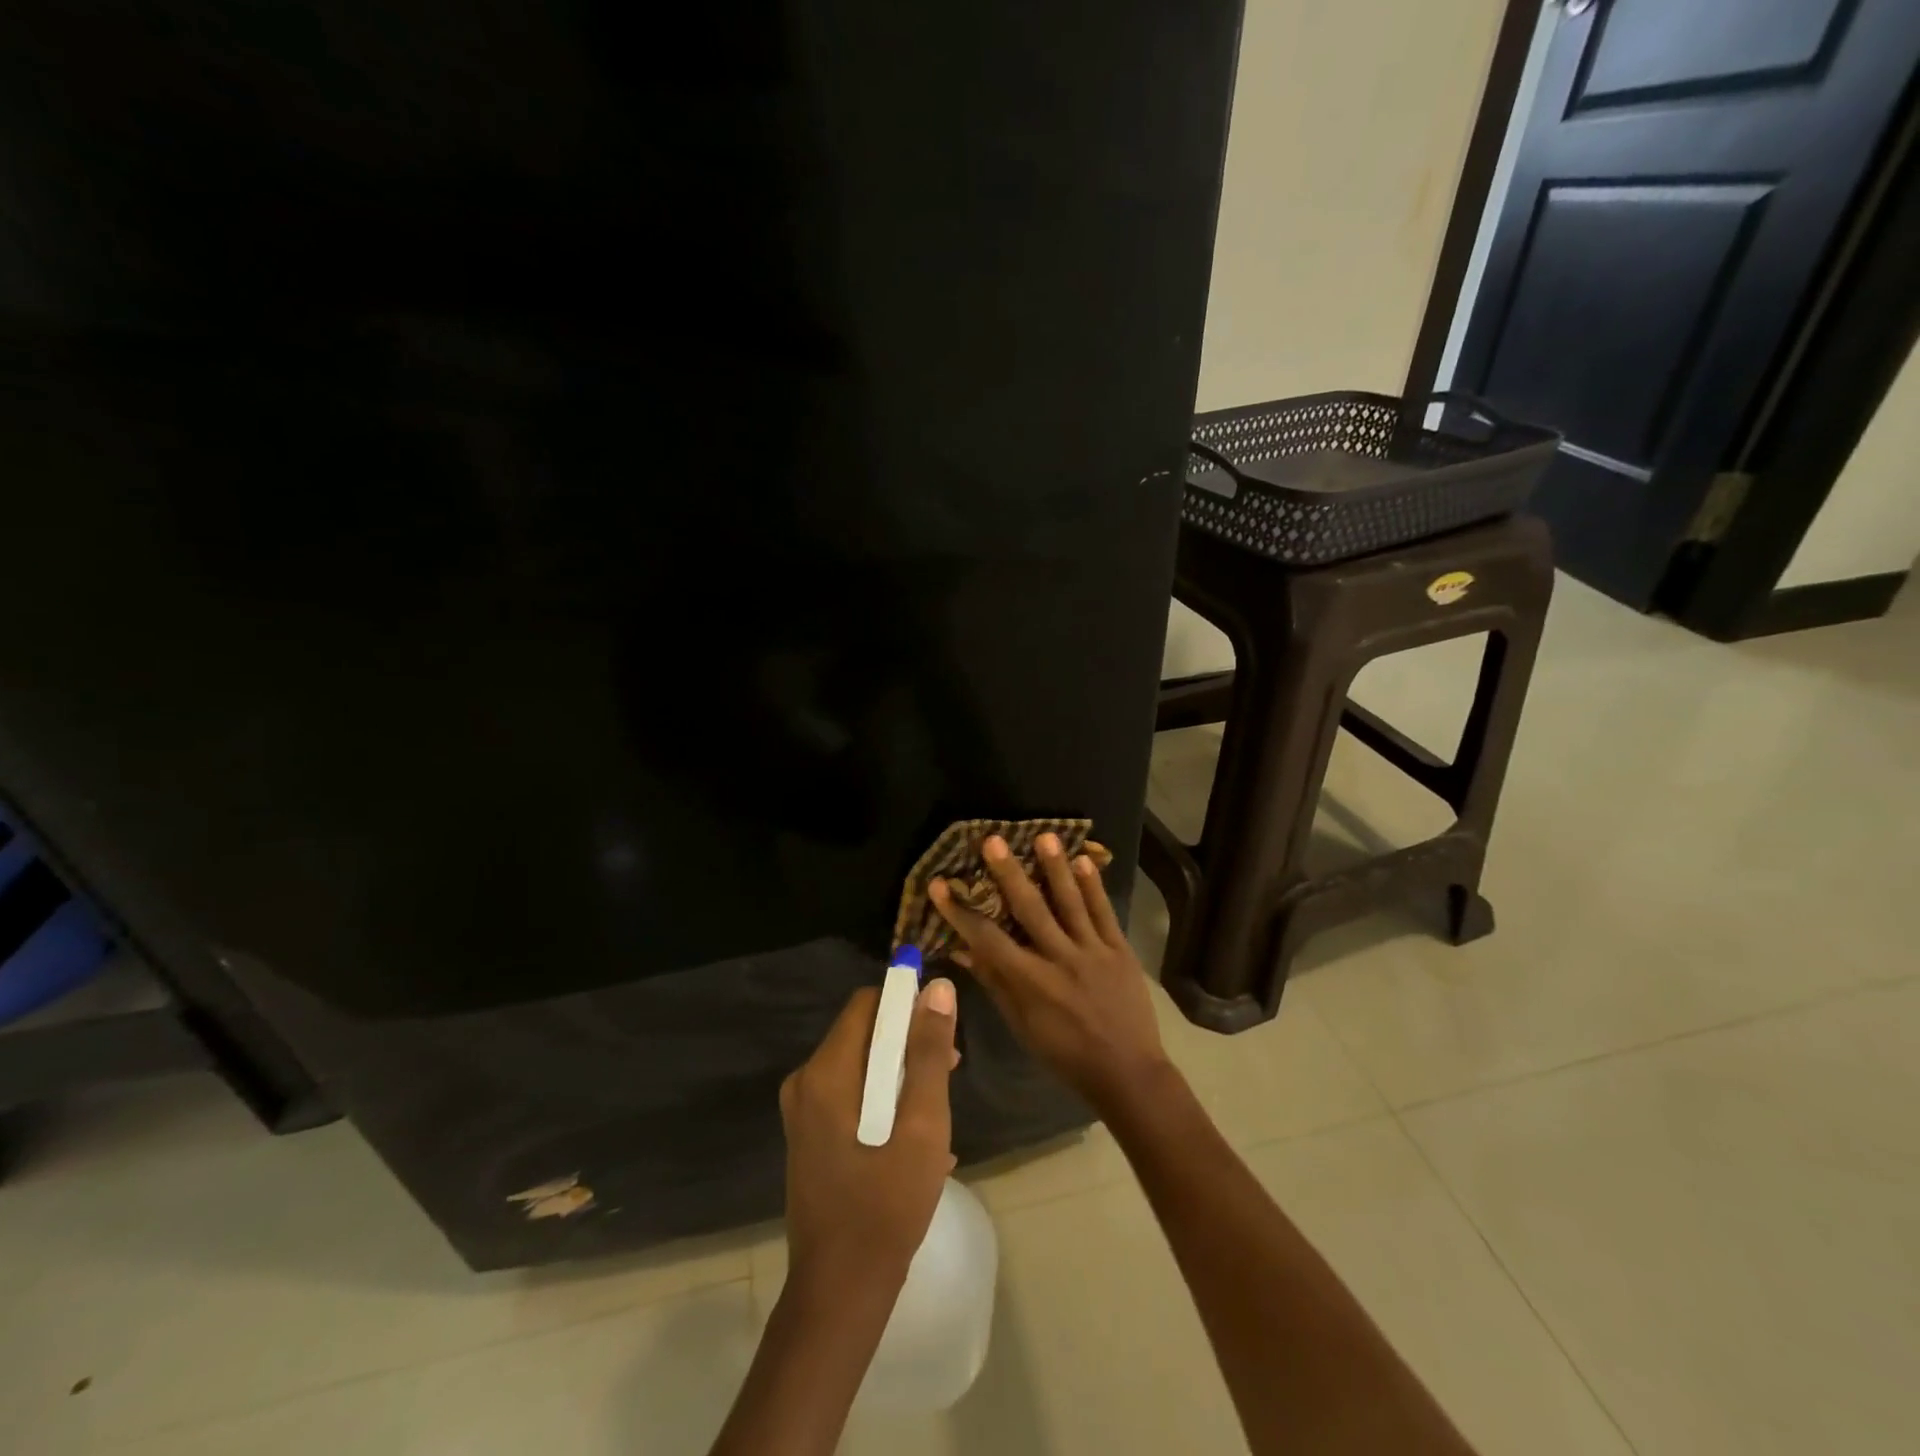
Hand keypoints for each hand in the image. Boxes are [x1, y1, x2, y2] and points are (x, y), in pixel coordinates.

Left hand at [779, 979, 959, 1293]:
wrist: (841, 1292)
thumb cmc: (886, 1205)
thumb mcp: (922, 1124)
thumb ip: (928, 1052)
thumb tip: (937, 987)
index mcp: (826, 1072)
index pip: (866, 1004)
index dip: (907, 1005)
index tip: (942, 1031)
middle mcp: (806, 1082)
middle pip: (864, 1034)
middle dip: (909, 1044)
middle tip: (949, 1072)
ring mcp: (803, 1112)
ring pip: (862, 1067)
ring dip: (901, 1076)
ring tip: (937, 1112)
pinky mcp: (810, 1137)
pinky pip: (852, 1096)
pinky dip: (884, 1102)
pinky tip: (916, 1140)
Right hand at [931, 834, 1171, 1120]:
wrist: (1128, 1072)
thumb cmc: (1065, 1054)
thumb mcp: (1022, 1026)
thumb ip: (994, 983)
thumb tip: (961, 950)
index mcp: (1031, 982)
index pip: (987, 939)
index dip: (960, 912)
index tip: (939, 884)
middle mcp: (1060, 959)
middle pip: (1030, 909)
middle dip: (1009, 873)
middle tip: (993, 840)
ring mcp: (1093, 951)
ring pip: (1070, 902)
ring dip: (1056, 868)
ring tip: (1044, 836)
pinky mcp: (1119, 949)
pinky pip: (1104, 912)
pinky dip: (1094, 886)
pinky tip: (1084, 860)